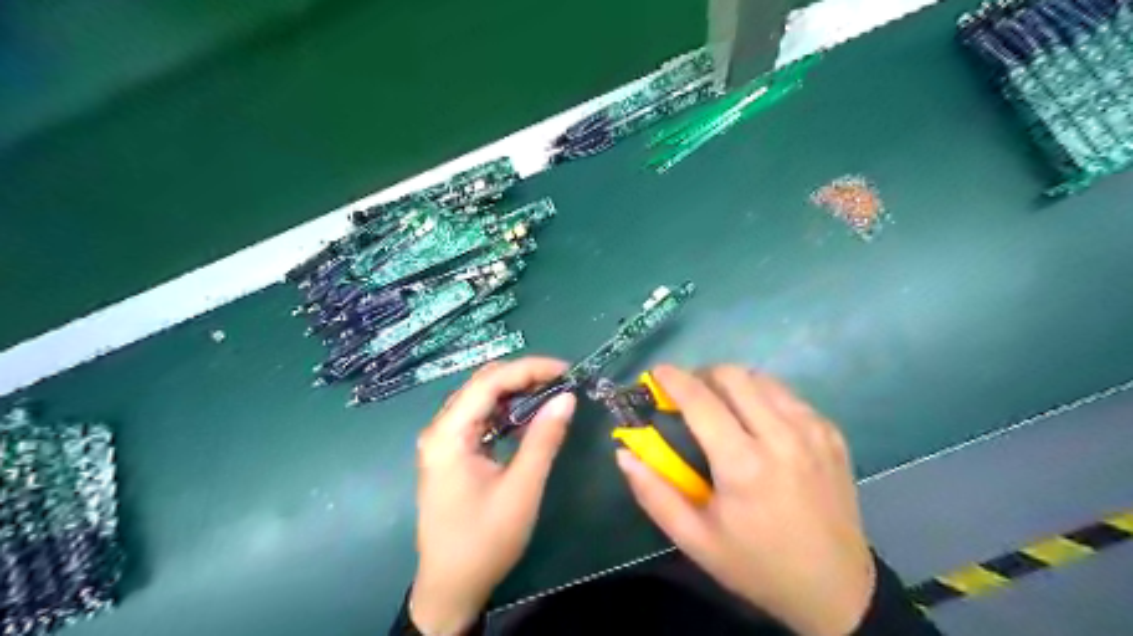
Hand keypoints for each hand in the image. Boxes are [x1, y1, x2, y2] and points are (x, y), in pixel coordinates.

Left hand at [407, 361, 575, 632]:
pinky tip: (529, 417)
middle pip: (483, 384)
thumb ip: (543, 439)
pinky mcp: (451, 452)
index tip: (566, 370)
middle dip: (524, 376)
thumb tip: (567, 397)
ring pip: (481, 398)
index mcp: (449, 434)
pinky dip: (506, 411)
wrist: (451, 587)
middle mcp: (440, 429)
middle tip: (563, 381)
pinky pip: (480, 418)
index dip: (529, 369)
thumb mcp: (521, 489)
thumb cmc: (484, 541)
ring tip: (552, 393)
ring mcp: (443, 440)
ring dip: (516, 392)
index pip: (489, 381)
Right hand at [620, 365, 873, 635]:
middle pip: (733, 375)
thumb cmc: (756, 565)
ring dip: (733, 383)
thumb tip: (623, 453)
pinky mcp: (831, 433)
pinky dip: (763, 397)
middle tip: (689, 396)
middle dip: (703, 375)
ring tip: (721, 407)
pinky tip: (758, 423)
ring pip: (762, 379)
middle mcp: (782, 436)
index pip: (701, 399)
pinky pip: (788, 396)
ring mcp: (813, 431)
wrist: (836, 589)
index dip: (673, 379)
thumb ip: (654, 493)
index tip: (656, 373)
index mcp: (744, 465)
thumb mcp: (695, 540)